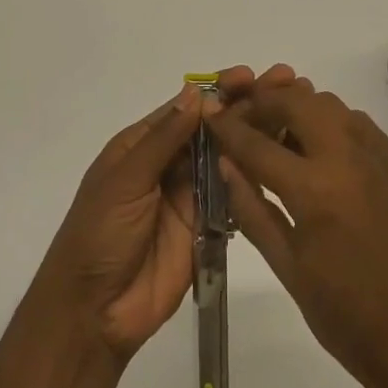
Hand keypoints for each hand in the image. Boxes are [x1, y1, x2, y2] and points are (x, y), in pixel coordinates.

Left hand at [35, 65, 297, 363]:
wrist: (94, 312)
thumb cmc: (99, 234)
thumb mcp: (125, 180)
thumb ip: (163, 140)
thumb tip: (195, 94)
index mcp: (141, 146)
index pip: (185, 109)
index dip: (216, 91)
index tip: (249, 75)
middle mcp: (168, 164)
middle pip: (211, 129)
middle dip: (244, 107)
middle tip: (285, 86)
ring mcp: (189, 196)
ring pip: (227, 158)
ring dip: (256, 136)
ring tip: (292, 117)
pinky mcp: (207, 227)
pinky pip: (233, 196)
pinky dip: (255, 177)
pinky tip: (284, 160)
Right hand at [209, 84, 387, 387]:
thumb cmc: (349, 318)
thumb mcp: (288, 269)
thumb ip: (253, 210)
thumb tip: (226, 165)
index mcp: (314, 191)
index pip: (257, 143)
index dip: (228, 128)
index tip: (211, 117)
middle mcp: (349, 157)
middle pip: (296, 102)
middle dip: (263, 103)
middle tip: (245, 122)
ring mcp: (381, 156)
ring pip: (330, 105)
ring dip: (299, 109)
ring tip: (281, 136)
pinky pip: (359, 124)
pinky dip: (331, 124)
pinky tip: (321, 154)